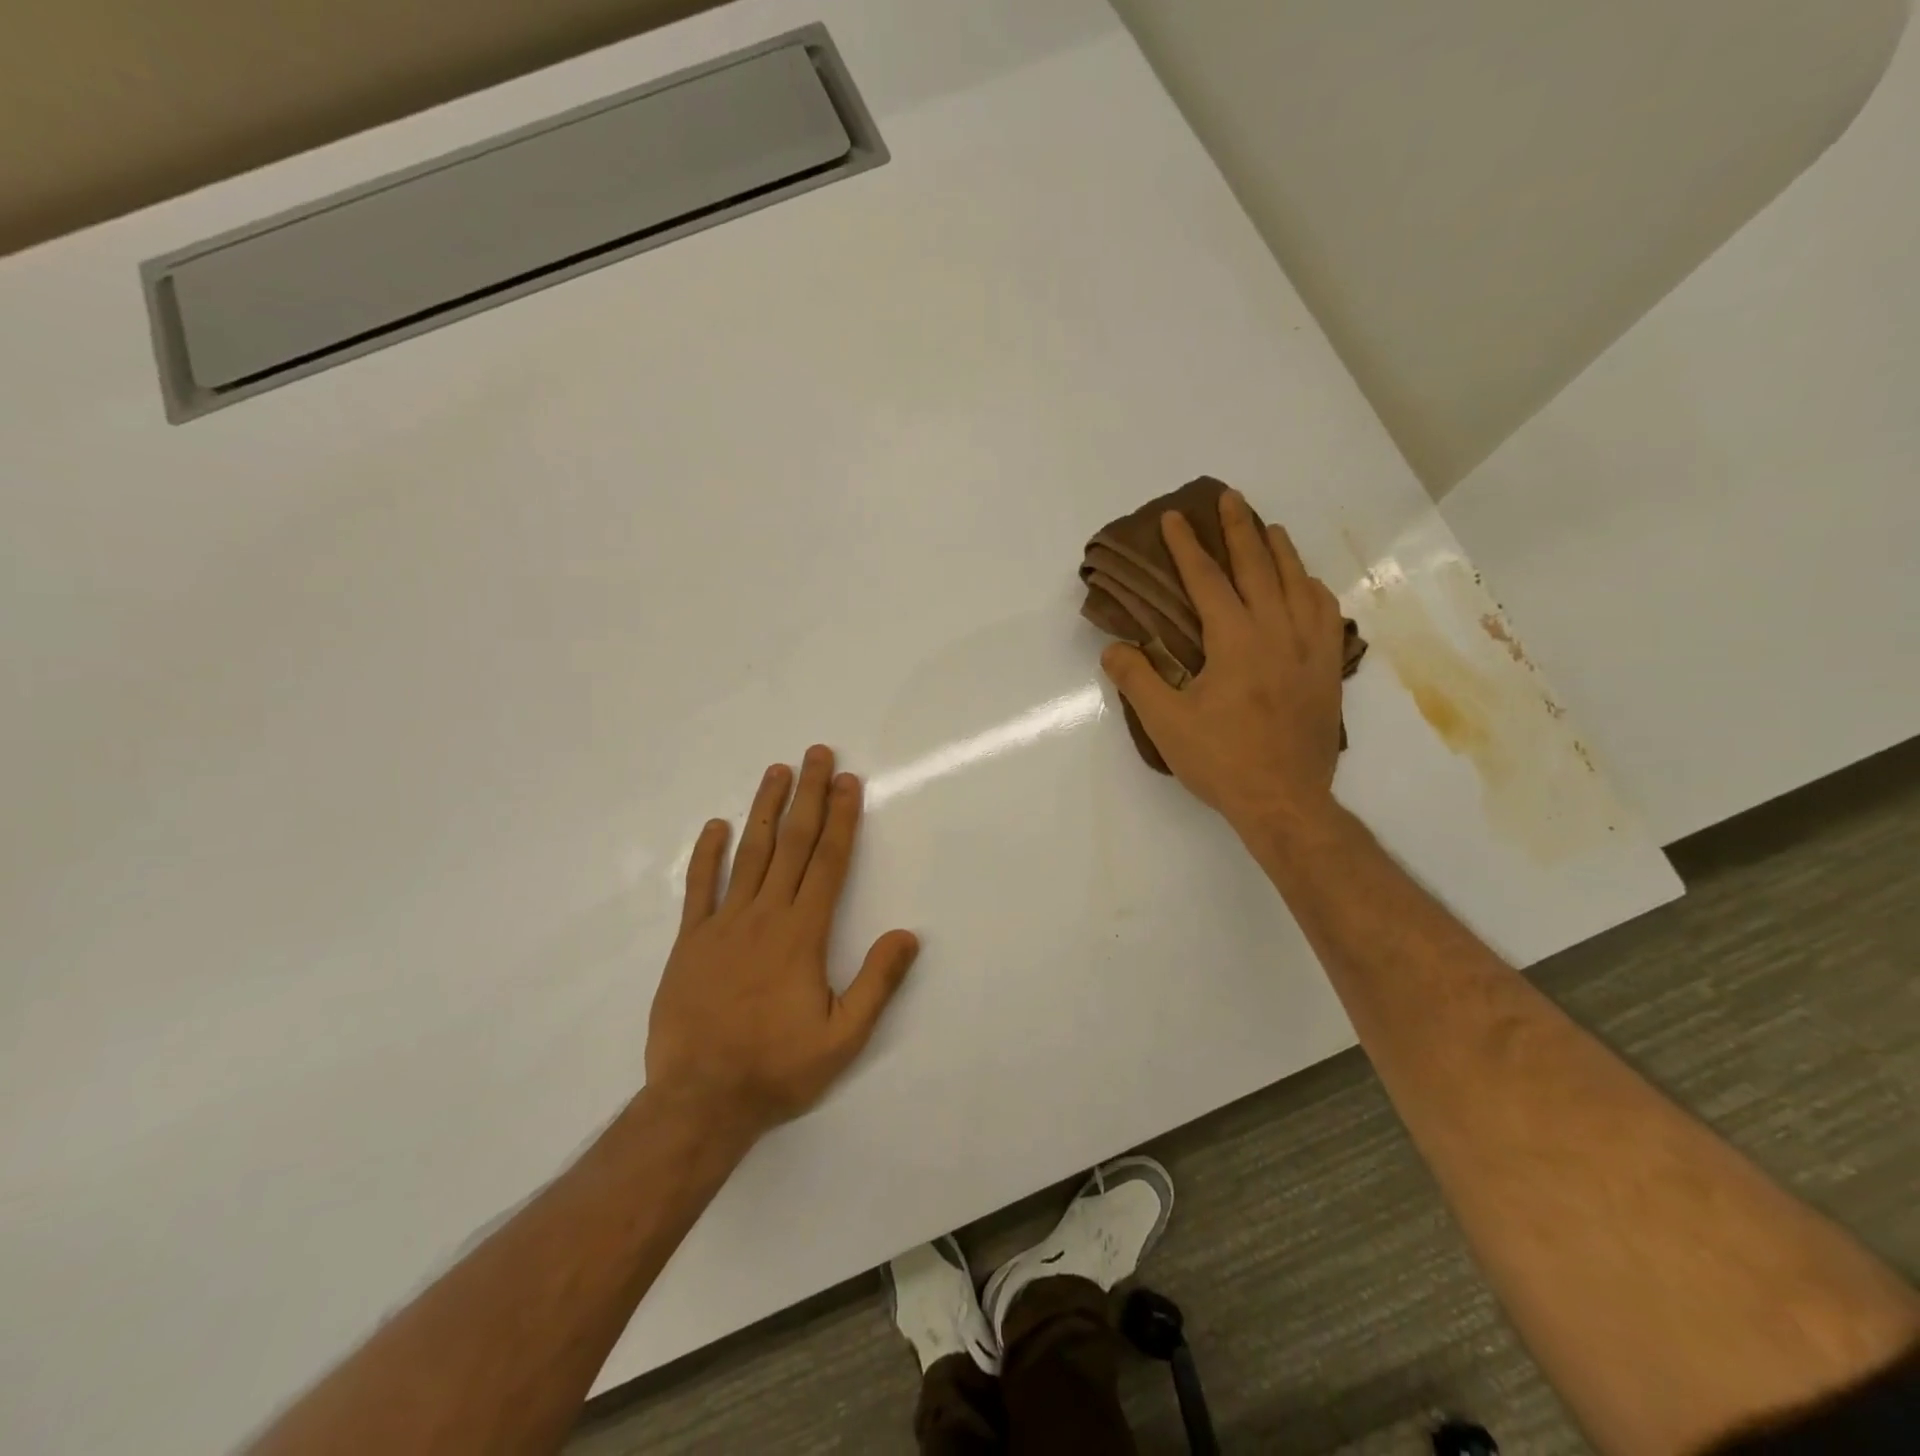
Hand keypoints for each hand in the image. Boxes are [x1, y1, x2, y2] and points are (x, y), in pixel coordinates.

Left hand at [645, 745, 919, 1137]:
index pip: (828, 862)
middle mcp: (764, 916)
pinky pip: (699, 888)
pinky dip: (707, 854)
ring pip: (748, 854)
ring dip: (764, 809)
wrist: (699, 1101)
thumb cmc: (777, 1069)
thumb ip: (876, 983)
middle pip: (791, 844)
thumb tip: (907, 934)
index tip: (847, 781)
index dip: (841, 818)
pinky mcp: (690, 942)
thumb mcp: (842, 1038)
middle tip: (816, 753)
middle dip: (807, 796)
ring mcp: (722, 925)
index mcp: (802, 934)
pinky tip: (716, 825)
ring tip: (776, 771)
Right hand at [1099, 488, 1348, 836]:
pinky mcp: (1328, 668)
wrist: (1285, 800)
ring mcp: (1310, 647)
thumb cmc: (1221, 760)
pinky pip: (1326, 612)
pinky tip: (1306, 585)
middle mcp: (1277, 631)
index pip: (1206, 579)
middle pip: (1258, 566)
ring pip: (1298, 582)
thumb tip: (1114, 647)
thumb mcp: (1165, 723)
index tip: (1173, 518)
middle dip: (1239, 528)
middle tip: (1228, 497)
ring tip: (1268, 529)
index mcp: (1235, 639)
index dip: (1187, 546)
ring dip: (1280, 550)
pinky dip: (1313, 588)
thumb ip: (1137, 679)